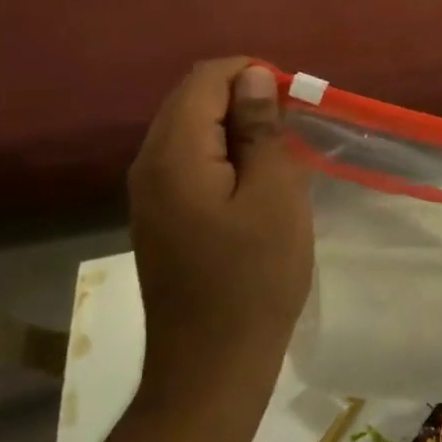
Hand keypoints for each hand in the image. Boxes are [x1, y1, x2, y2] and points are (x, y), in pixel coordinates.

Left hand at [127, 59, 313, 395]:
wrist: (211, 367)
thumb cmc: (254, 277)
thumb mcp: (275, 195)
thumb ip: (260, 129)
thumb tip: (253, 78)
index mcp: (174, 154)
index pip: (205, 80)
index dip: (250, 74)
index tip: (292, 100)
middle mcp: (149, 165)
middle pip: (191, 100)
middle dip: (242, 97)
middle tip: (291, 126)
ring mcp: (148, 194)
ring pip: (189, 130)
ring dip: (234, 126)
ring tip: (279, 151)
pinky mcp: (159, 217)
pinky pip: (188, 161)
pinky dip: (222, 154)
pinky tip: (254, 180)